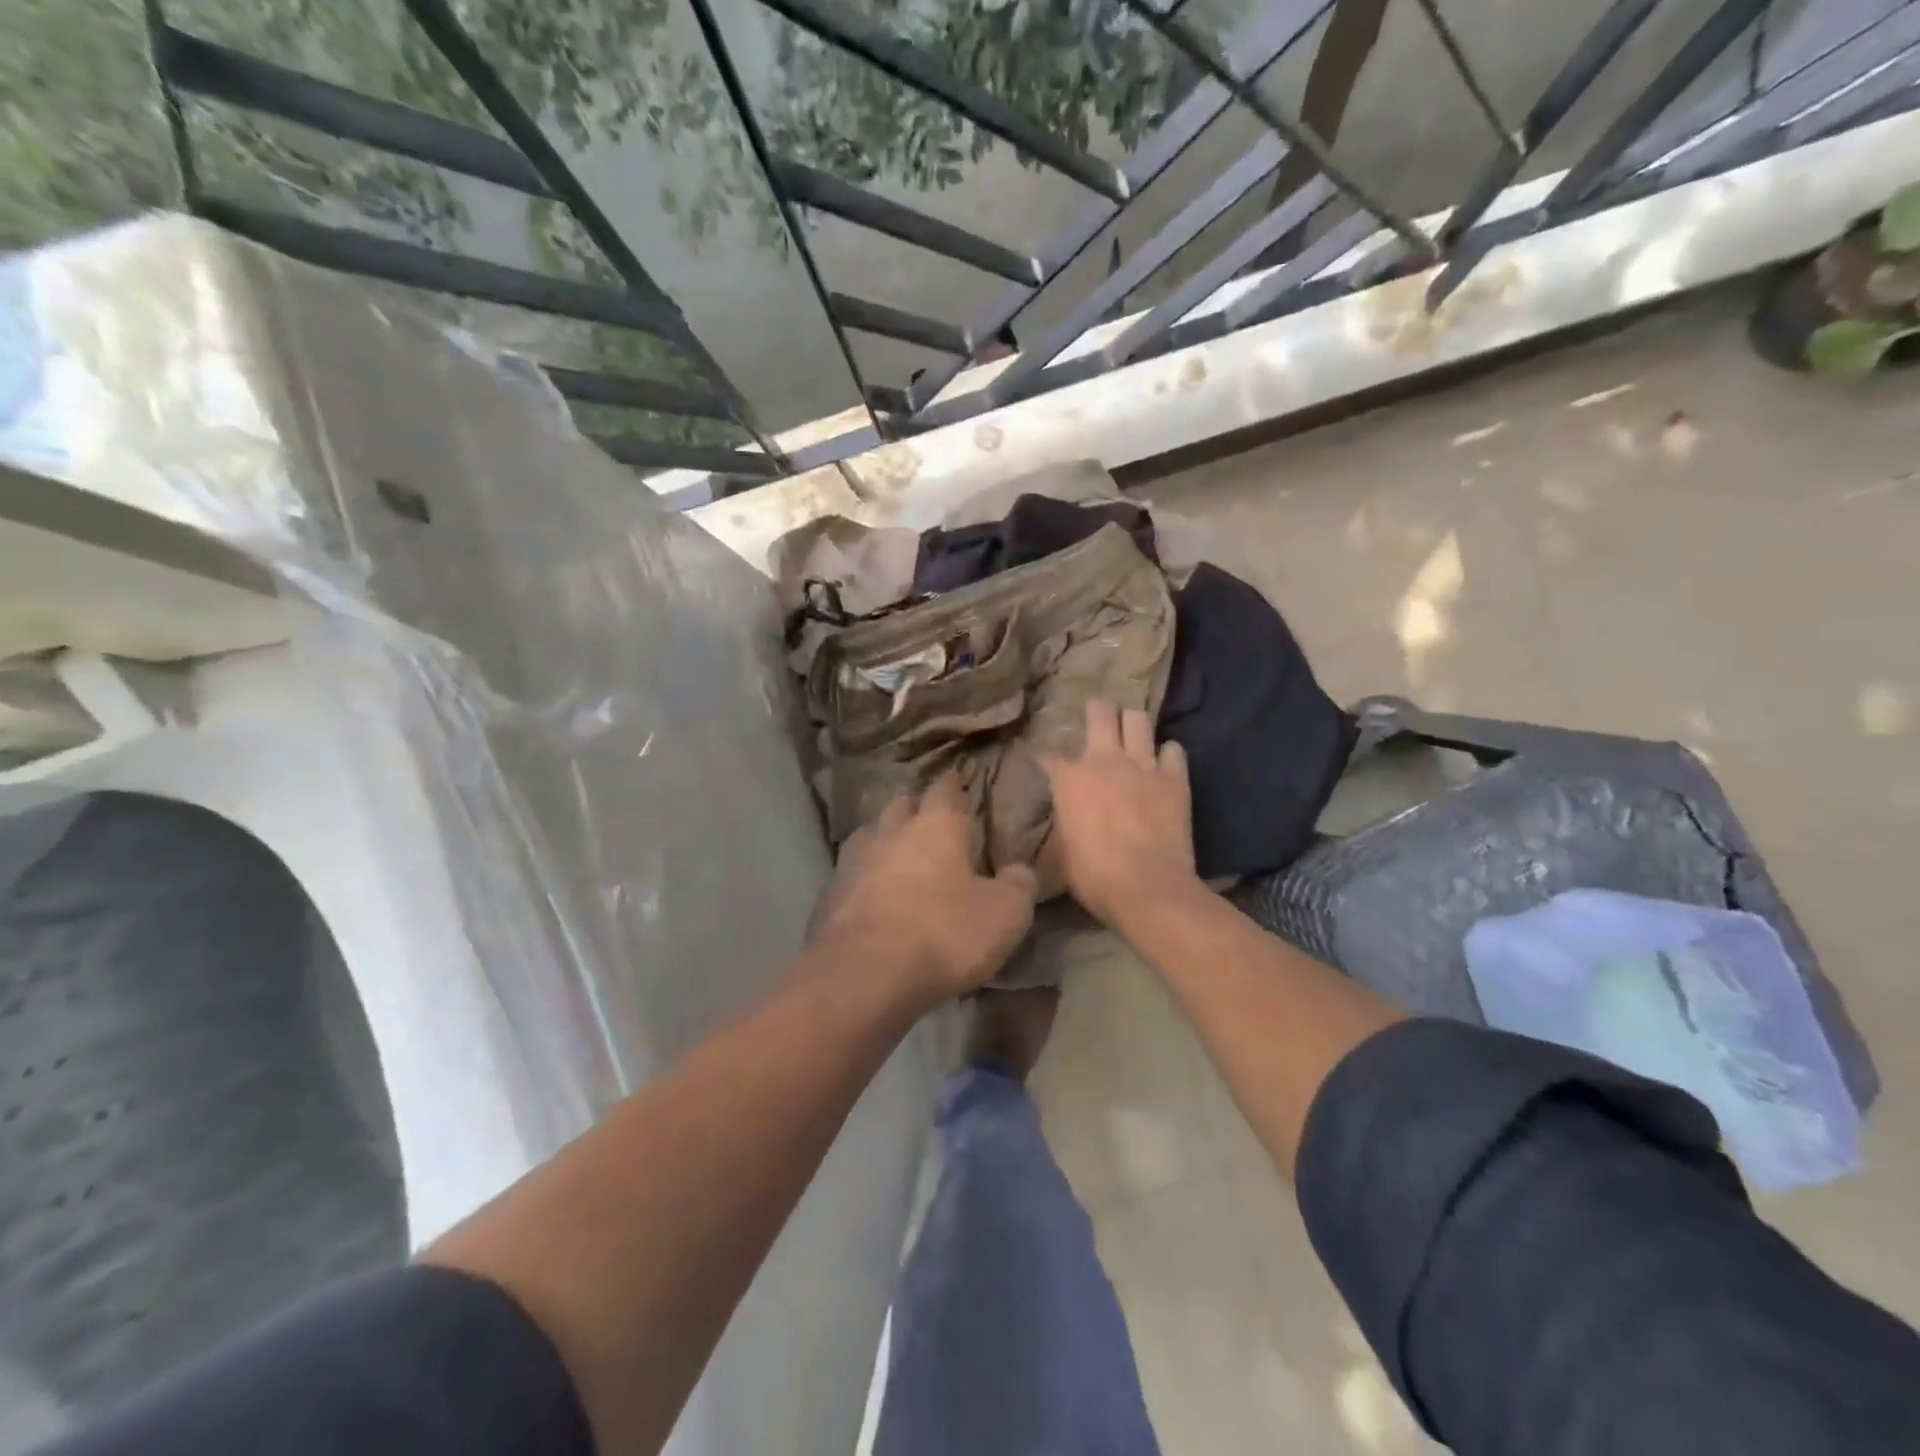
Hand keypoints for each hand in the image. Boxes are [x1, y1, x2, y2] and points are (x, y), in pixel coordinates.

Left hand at [809, 776, 1037, 1001]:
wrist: (864, 975)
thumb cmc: (943, 934)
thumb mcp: (1004, 915)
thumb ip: (1017, 886)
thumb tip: (1019, 871)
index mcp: (935, 826)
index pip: (945, 789)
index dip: (953, 784)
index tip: (958, 778)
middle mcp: (890, 833)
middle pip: (900, 806)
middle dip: (915, 809)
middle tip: (929, 820)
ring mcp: (852, 862)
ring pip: (869, 836)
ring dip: (884, 840)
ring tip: (897, 854)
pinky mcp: (827, 896)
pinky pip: (849, 875)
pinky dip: (863, 879)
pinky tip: (871, 895)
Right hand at [1041, 700, 1199, 926]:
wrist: (1148, 889)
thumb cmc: (1094, 876)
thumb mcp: (1062, 850)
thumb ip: (1065, 820)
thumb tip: (1066, 815)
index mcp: (1069, 779)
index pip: (1048, 756)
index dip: (1043, 757)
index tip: (1042, 761)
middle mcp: (1105, 760)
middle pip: (1100, 712)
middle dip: (1096, 710)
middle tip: (1097, 716)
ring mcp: (1143, 766)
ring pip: (1138, 720)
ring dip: (1132, 724)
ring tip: (1131, 733)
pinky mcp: (1175, 779)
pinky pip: (1173, 750)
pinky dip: (1166, 754)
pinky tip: (1162, 764)